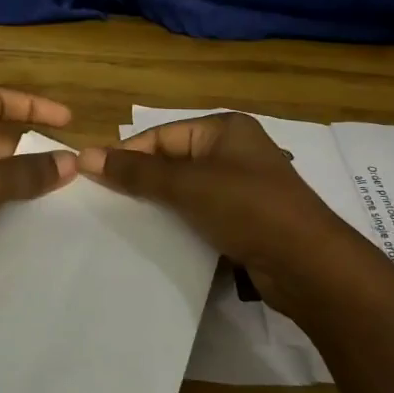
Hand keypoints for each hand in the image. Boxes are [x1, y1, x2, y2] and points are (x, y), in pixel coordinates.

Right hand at [75, 112, 372, 319]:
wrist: (309, 264)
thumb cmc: (247, 208)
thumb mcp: (187, 186)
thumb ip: (137, 173)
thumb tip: (85, 155)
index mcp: (225, 128)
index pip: (162, 135)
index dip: (128, 155)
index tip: (92, 178)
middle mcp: (234, 150)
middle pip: (173, 161)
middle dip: (141, 181)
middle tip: (104, 203)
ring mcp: (243, 185)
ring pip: (186, 190)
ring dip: (159, 204)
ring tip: (124, 222)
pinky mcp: (246, 217)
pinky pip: (202, 212)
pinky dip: (180, 222)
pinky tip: (158, 238)